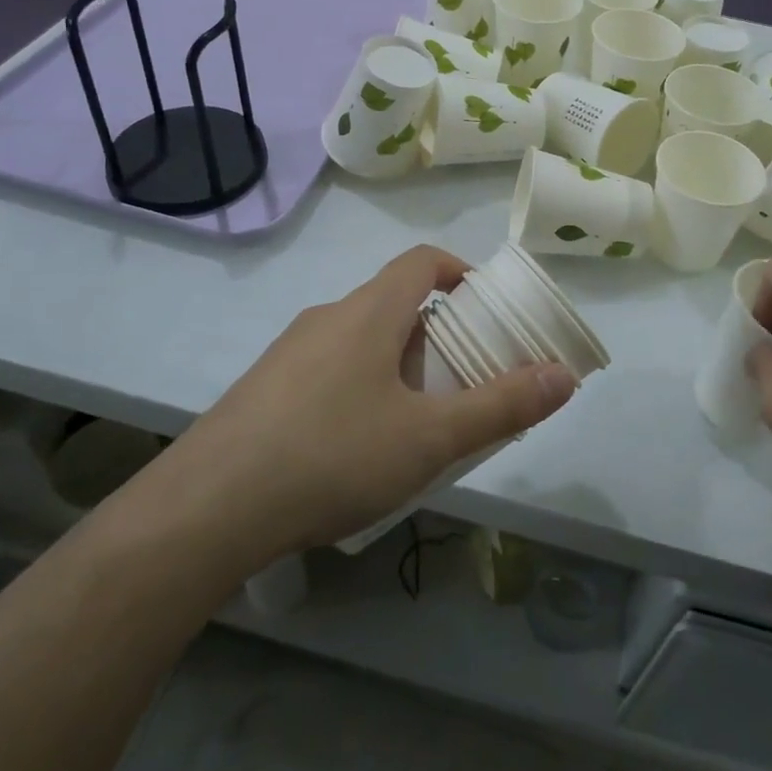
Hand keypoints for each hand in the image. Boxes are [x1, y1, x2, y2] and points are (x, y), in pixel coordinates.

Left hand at [145, 246, 575, 563]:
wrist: (206, 509)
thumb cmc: (332, 456)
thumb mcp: (430, 438)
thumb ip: (501, 405)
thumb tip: (565, 374)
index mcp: (368, 312)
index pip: (422, 261)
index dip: (460, 272)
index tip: (485, 308)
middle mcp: (326, 317)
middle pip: (393, 302)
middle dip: (435, 332)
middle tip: (461, 379)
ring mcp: (287, 352)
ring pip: (358, 338)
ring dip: (395, 362)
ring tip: (415, 421)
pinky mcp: (262, 388)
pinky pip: (325, 369)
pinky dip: (357, 386)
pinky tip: (355, 448)